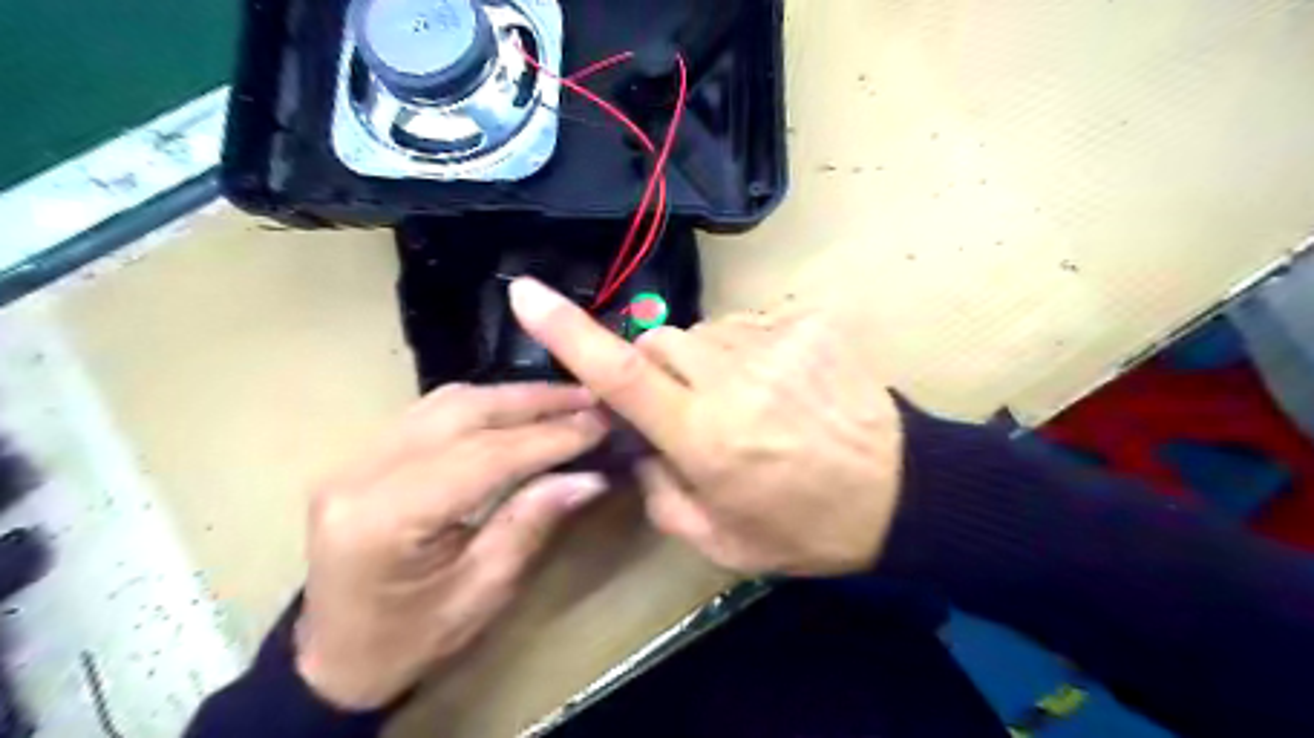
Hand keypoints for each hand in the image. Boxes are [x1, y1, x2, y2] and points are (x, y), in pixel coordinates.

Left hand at [294, 382, 607, 707]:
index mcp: (385, 519)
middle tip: (588, 399)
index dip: (548, 437)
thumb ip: (532, 522)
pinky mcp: (364, 454)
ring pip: (446, 402)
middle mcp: (361, 473)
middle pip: (461, 412)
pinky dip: (484, 404)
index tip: (599, 425)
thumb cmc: (411, 640)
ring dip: (511, 396)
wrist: (336, 658)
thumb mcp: (484, 591)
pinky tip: (518, 409)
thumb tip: (590, 476)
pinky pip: (432, 411)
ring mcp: (355, 457)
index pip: (483, 456)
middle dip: (534, 402)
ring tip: (563, 400)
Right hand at [506, 280, 909, 577]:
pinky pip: (749, 326)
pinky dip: (748, 353)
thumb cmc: (804, 526)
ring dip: (707, 364)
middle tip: (689, 410)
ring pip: (703, 333)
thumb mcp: (718, 539)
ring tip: (748, 403)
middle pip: (659, 342)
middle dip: (658, 371)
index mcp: (705, 436)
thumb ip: (659, 493)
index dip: (568, 332)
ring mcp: (776, 341)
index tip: (527, 294)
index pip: (622, 375)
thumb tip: (640, 446)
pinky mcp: (809, 322)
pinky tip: (781, 386)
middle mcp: (733, 378)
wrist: (900, 492)